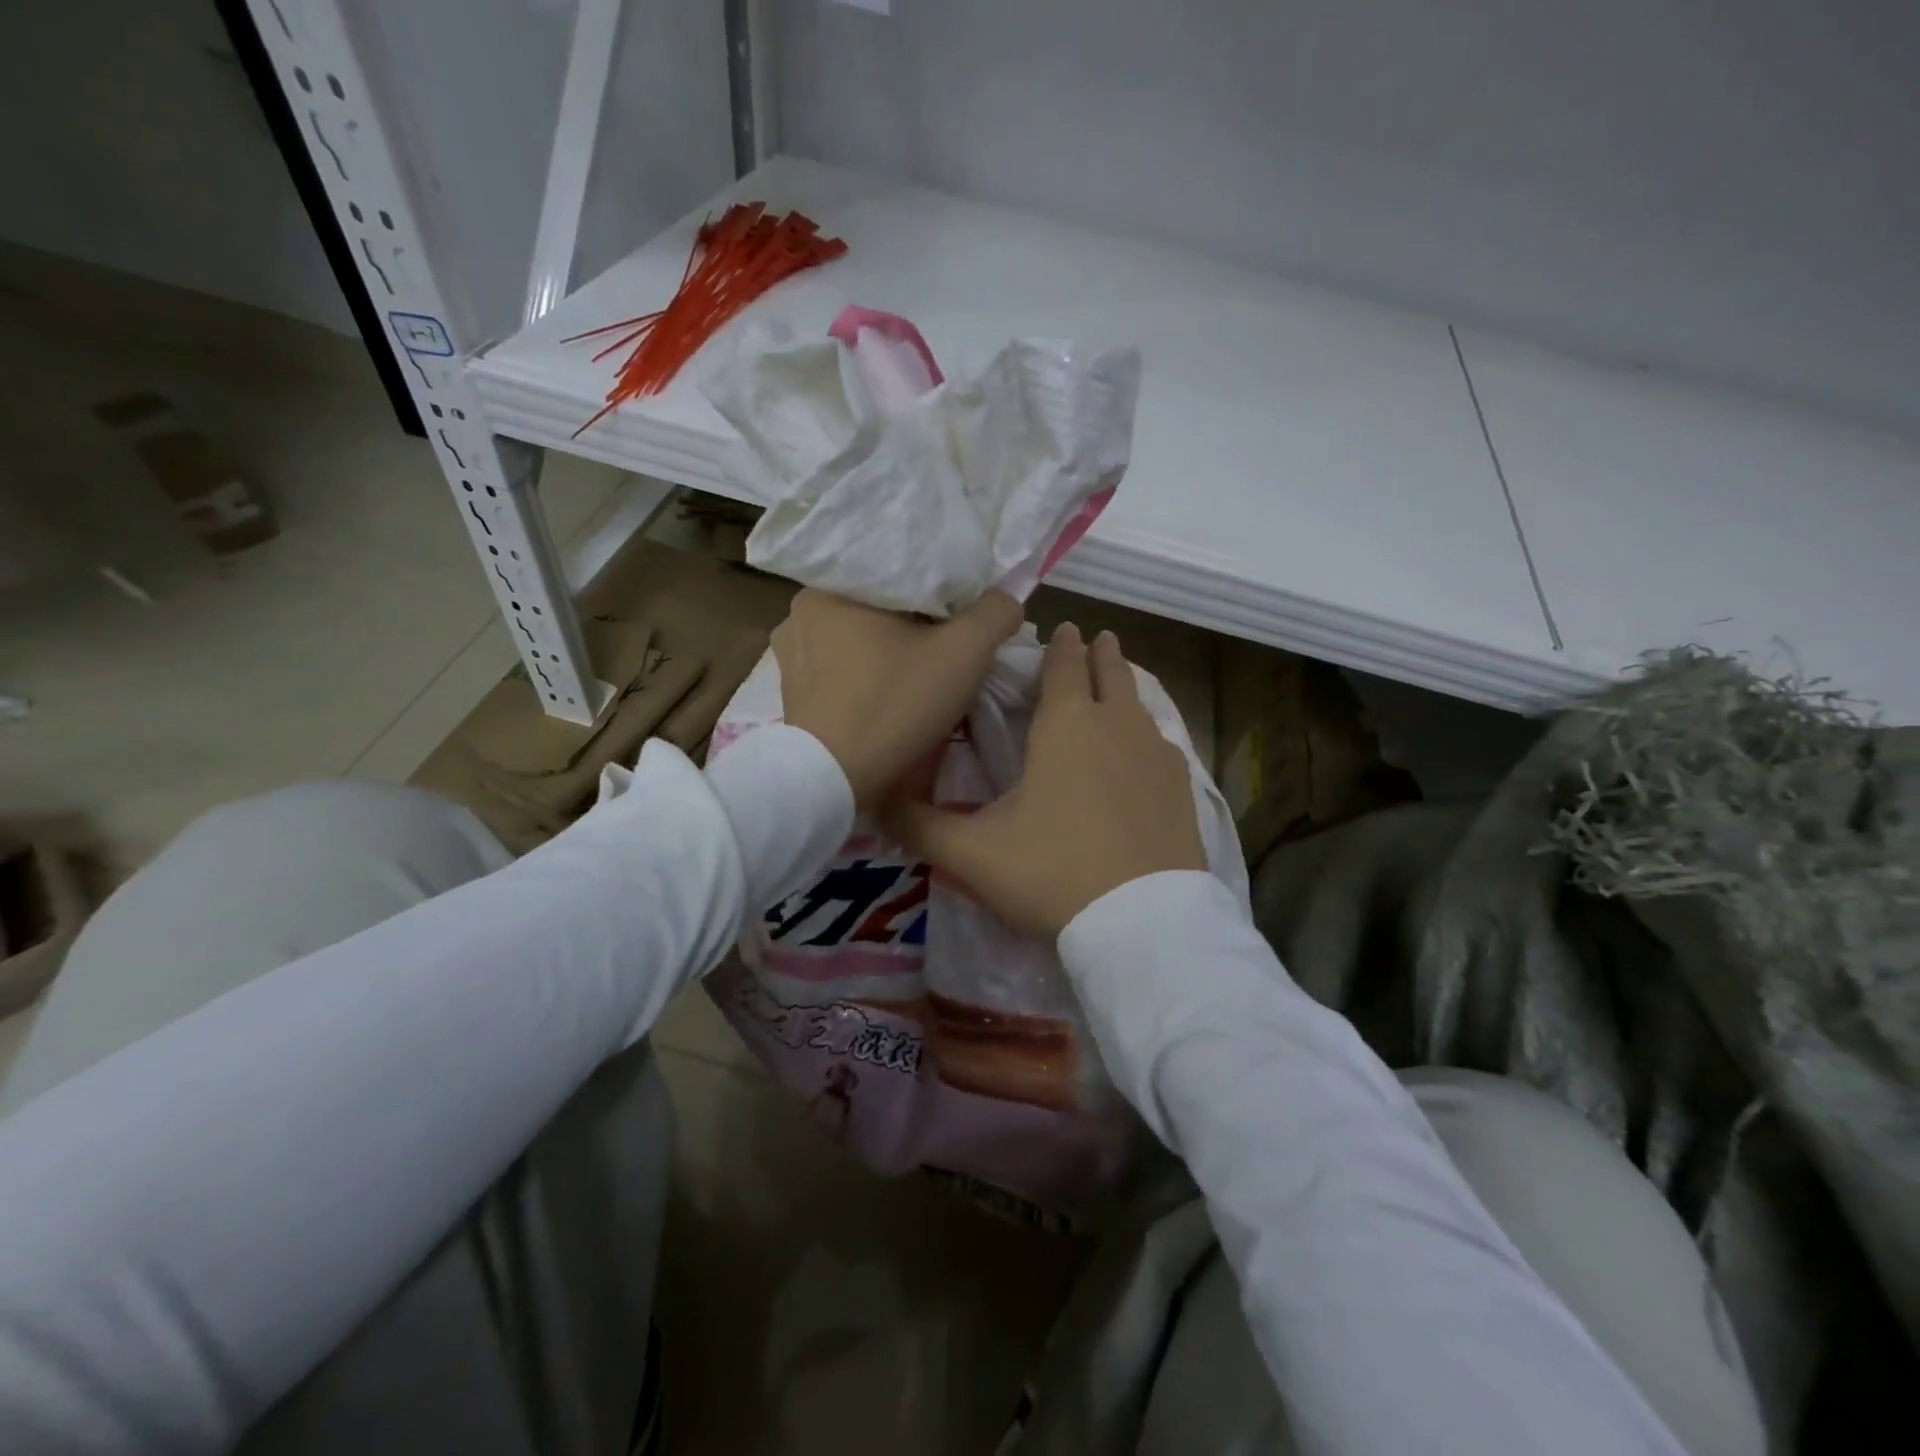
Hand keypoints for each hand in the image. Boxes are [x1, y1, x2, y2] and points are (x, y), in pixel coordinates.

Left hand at [773, 588, 1023, 807]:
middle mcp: (801, 608)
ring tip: (919, 671)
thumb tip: (1006, 600)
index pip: (902, 570)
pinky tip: (886, 693)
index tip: (965, 613)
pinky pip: (839, 666)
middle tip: (949, 644)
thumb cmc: (896, 705)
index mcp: (833, 584)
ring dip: (889, 648)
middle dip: (916, 621)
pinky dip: (866, 673)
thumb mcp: (965, 654)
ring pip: (858, 635)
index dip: (942, 588)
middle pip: (879, 604)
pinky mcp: (791, 689)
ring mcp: (791, 651)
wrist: (833, 781)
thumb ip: (995, 613)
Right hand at [888, 623, 1206, 938]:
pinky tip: (1147, 750)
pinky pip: (1163, 744)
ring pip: (1140, 706)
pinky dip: (1149, 733)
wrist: (1139, 922)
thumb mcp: (973, 852)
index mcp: (1065, 725)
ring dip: (1126, 689)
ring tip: (1119, 684)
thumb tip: (876, 801)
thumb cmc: (1051, 872)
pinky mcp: (1182, 789)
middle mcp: (1116, 726)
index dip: (1062, 646)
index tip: (1066, 627)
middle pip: (1111, 674)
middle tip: (1098, 637)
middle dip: (1101, 653)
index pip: (1064, 667)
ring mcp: (1156, 756)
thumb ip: (921, 825)